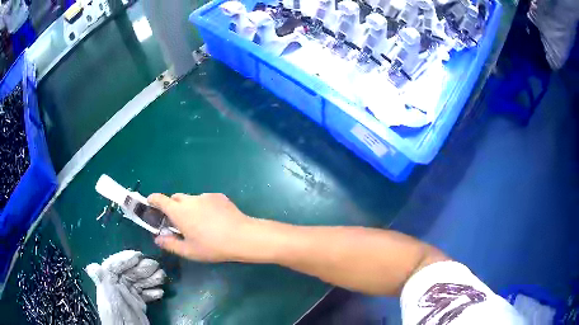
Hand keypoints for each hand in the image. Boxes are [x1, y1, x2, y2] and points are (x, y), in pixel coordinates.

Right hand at [148, 193, 254, 261]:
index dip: (153, 199)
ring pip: (191, 199)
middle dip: (172, 207)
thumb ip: (170, 244)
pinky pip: (205, 199)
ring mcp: (205, 196)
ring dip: (189, 207)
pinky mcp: (219, 196)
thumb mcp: (189, 251)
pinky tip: (214, 220)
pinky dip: (203, 206)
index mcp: (179, 211)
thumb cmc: (212, 246)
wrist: (242, 236)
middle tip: (178, 222)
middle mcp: (190, 199)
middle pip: (175, 198)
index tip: (150, 203)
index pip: (160, 199)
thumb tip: (158, 239)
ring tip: (199, 223)